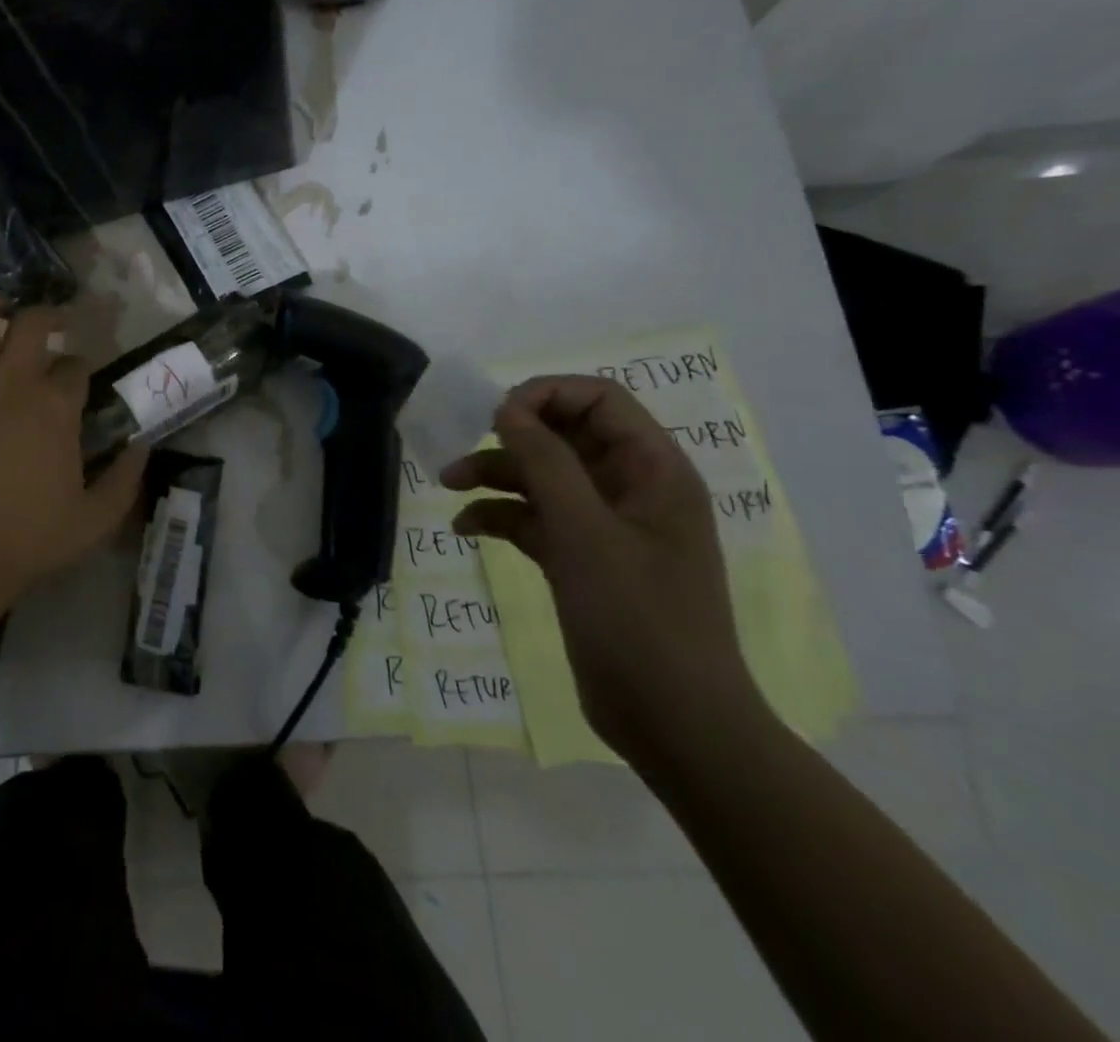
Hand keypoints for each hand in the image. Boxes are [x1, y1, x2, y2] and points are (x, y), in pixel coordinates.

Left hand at [0, 290, 147, 634]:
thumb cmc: (25, 541)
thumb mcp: (94, 521)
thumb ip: (124, 479)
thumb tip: (141, 445)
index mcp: (54, 409)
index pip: (76, 367)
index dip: (82, 370)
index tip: (81, 381)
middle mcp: (10, 384)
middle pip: (31, 323)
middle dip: (47, 315)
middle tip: (53, 324)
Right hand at [440, 376, 765, 763]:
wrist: (672, 723)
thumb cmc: (638, 618)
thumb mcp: (585, 533)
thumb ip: (546, 462)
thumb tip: (508, 409)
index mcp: (652, 470)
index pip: (599, 400)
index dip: (546, 396)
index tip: (497, 416)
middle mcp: (630, 489)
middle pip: (564, 436)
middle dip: (511, 437)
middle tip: (463, 445)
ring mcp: (604, 526)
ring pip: (543, 477)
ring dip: (496, 475)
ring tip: (448, 485)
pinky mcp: (581, 559)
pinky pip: (535, 519)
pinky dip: (501, 517)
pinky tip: (466, 528)